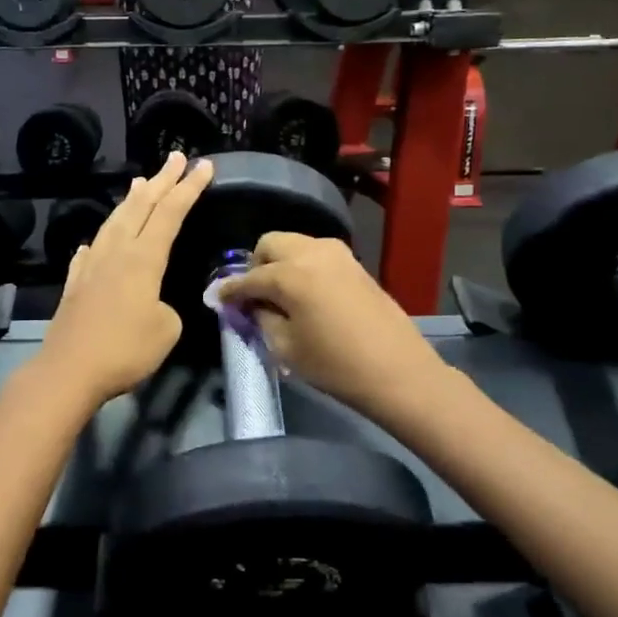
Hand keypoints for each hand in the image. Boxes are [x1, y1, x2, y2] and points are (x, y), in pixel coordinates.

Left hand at [36, 152, 212, 404]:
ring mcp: (91, 266)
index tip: (203, 165)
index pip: (170, 213)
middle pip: (141, 207)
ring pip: (114, 223)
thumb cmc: (124, 350)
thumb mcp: (166, 330)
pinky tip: (94, 243)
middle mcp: (116, 253)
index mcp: (143, 259)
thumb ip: (166, 309)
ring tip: (138, 182)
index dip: (188, 188)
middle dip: (161, 180)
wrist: (69, 370)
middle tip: (176, 157)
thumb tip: (151, 303)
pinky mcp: (75, 285)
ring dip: (130, 201)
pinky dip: (99, 242)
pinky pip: (89, 253)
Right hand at [215, 232, 447, 423]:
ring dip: (281, 263)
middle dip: (257, 265)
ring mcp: (338, 254)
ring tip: (280, 294)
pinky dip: (303, 266)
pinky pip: (317, 254)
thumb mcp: (286, 347)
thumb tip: (251, 304)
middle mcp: (312, 253)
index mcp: (290, 274)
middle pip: (271, 244)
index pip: (249, 277)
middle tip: (255, 294)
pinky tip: (306, 293)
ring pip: (295, 244)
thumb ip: (261, 318)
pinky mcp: (355, 264)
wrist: (399, 372)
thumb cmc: (336, 365)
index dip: (230, 290)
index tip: (218, 299)